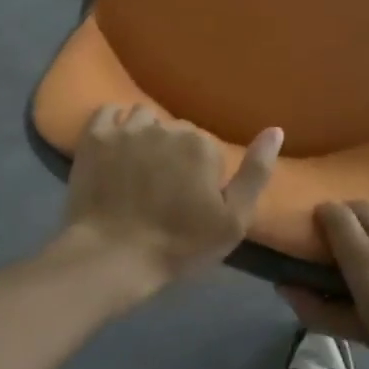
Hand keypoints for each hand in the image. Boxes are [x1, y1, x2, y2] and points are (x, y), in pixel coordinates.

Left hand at [56, 106, 281, 294]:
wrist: (112, 256)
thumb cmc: (179, 245)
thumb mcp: (234, 220)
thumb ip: (256, 172)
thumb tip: (275, 129)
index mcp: (200, 144)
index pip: (206, 147)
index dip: (201, 173)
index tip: (190, 199)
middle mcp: (165, 127)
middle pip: (175, 130)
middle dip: (173, 152)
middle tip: (163, 188)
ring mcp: (126, 129)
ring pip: (144, 118)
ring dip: (145, 135)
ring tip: (138, 166)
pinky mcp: (94, 137)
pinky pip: (108, 111)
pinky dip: (113, 122)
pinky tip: (115, 145)